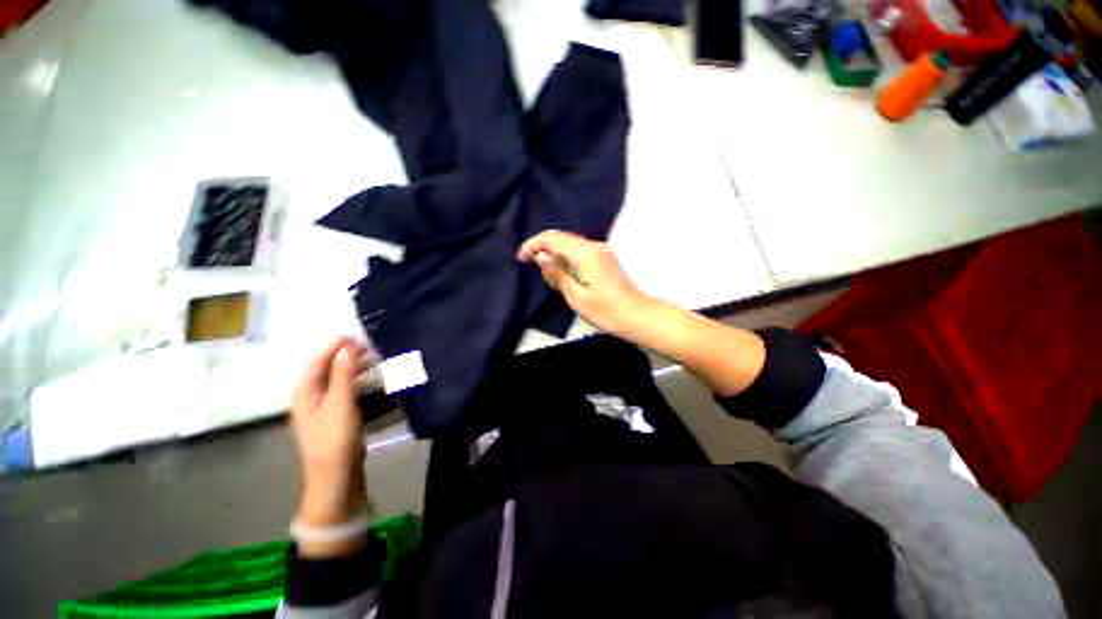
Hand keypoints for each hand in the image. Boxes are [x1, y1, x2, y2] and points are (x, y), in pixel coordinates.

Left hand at [290, 337, 370, 554]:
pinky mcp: (333, 418)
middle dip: (344, 356)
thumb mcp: (341, 404)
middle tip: (367, 346)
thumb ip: (344, 375)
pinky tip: (369, 381)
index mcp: (305, 394)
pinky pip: (343, 391)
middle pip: (325, 370)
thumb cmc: (335, 438)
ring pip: (335, 380)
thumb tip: (347, 349)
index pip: (317, 362)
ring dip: (351, 368)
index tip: (353, 335)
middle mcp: (309, 399)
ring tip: (372, 360)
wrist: (335, 475)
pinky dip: (355, 381)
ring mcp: (321, 409)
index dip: (333, 347)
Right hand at [518, 230, 656, 339]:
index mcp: (586, 253)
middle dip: (542, 247)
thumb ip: (557, 274)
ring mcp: (601, 251)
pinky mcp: (604, 259)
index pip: (553, 238)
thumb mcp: (576, 297)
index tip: (520, 258)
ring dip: (553, 253)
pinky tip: (561, 273)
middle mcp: (594, 246)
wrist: (638, 316)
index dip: (533, 244)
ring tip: (546, 274)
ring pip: (569, 244)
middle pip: (561, 237)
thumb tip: (542, 256)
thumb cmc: (606, 311)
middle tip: (529, 265)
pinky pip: (578, 251)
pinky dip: (565, 258)